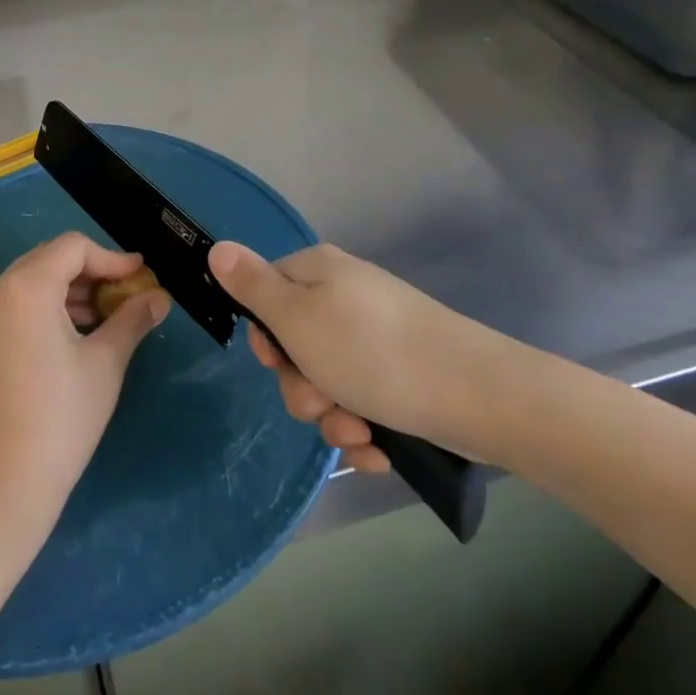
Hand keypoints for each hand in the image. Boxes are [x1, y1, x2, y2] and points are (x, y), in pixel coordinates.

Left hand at [0, 233, 170, 543]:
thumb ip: (132, 319)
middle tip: (125, 295)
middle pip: (49, 259)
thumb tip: (159, 297)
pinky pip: (14, 304)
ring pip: (30, 282)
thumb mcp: (105, 364)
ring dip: (69, 290)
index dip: (112, 257)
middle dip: (91, 272)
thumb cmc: (60, 420)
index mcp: (25, 288)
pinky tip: (72, 335)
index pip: (73, 247)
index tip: (142, 276)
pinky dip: (45, 307)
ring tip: (104, 318)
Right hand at [207, 241, 526, 470]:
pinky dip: (364, 429)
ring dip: (332, 416)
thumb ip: (252, 285)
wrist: (478, 394)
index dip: (265, 334)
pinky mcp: (403, 375)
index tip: (275, 360)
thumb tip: (217, 246)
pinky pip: (363, 402)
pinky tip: (378, 448)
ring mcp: (377, 338)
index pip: (266, 292)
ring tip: (357, 431)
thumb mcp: (297, 317)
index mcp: (319, 273)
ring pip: (328, 382)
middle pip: (295, 345)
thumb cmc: (373, 351)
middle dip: (301, 386)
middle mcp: (346, 298)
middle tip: (320, 400)